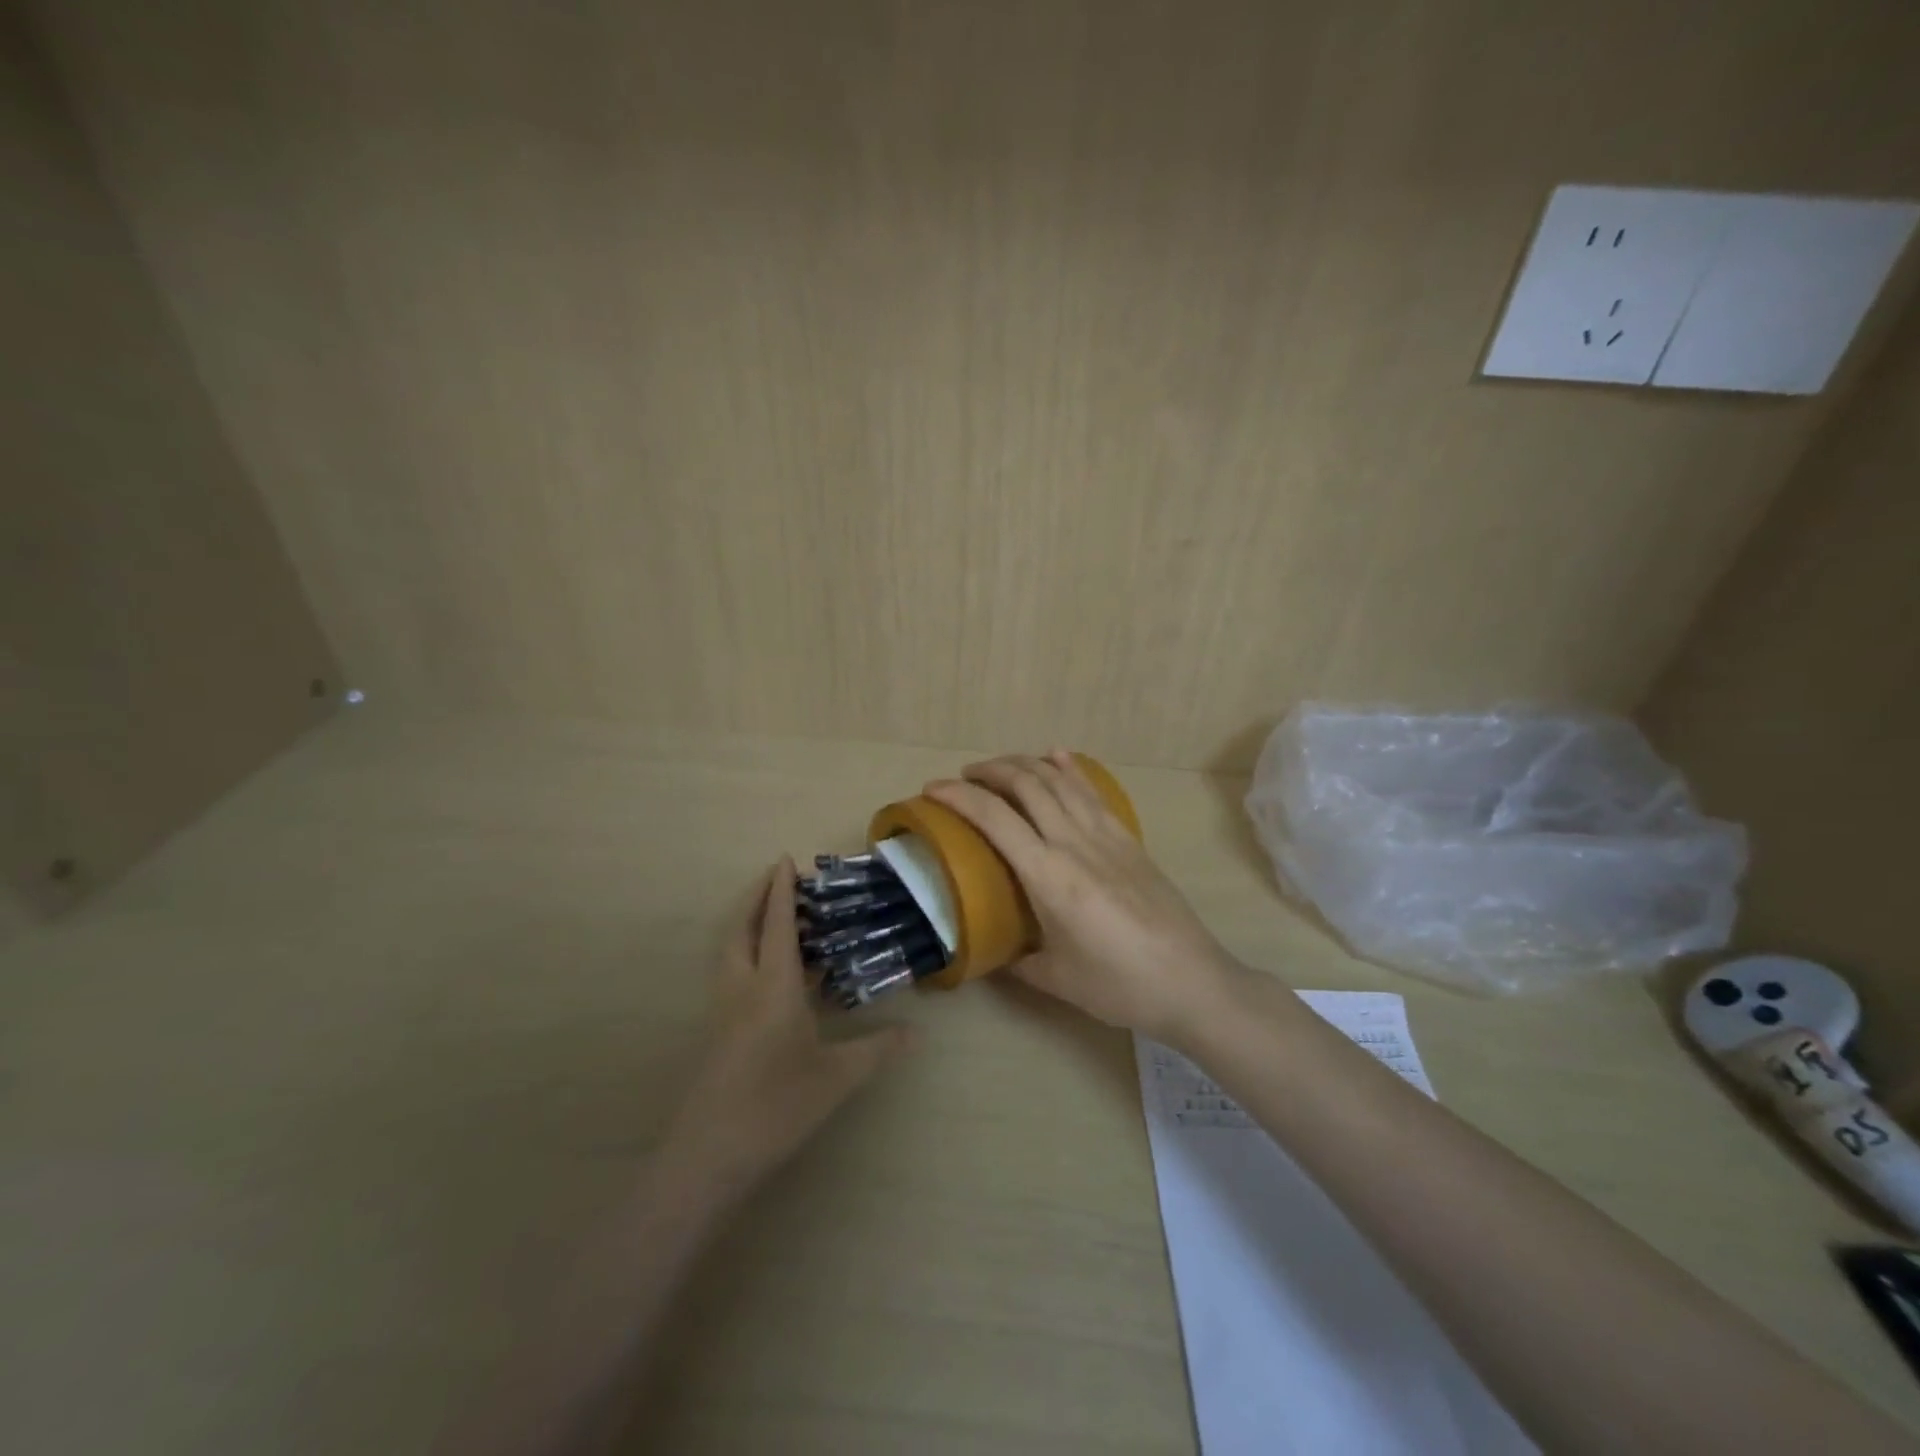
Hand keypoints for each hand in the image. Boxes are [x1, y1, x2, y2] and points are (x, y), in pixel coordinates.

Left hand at [662, 860, 911, 1197]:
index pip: (777, 925)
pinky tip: (771, 973)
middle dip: (757, 897)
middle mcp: (742, 987)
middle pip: (742, 928)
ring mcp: (724, 1009)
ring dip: (749, 923)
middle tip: (777, 878)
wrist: (708, 1155)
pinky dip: (748, 952)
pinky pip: (732, 973)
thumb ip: (877, 1050)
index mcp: (772, 987)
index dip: (781, 890)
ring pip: (731, 950)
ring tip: (774, 916)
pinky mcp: (717, 1030)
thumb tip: (916, 1033)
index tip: (785, 859)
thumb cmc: (776, 1106)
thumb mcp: (837, 1078)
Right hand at [924, 751, 1242, 1039]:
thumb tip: (991, 951)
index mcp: (1048, 876)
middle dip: (989, 770)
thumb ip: (1016, 961)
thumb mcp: (1055, 979)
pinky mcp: (1129, 839)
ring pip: (1059, 779)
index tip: (932, 789)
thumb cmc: (1118, 985)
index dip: (958, 796)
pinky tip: (1056, 757)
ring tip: (1001, 767)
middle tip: (964, 777)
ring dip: (1025, 763)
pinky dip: (1068, 768)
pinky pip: (1092, 791)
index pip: (994, 818)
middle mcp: (1074, 843)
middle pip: (1027, 784)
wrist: (1192, 981)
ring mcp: (1106, 835)